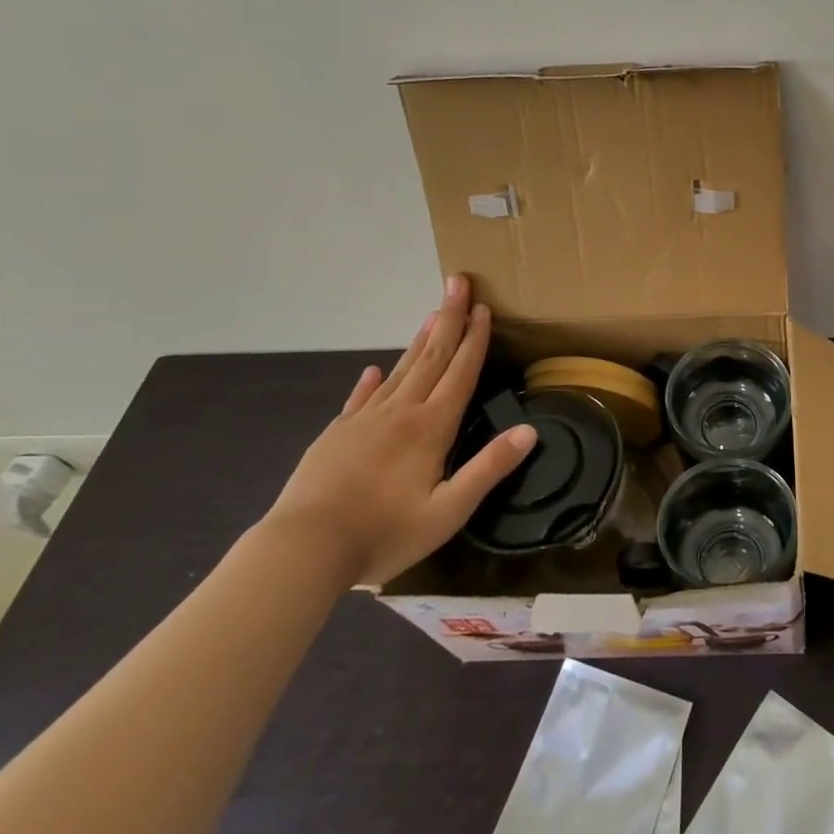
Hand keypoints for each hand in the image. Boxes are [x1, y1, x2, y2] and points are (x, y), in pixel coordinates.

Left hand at [263, 275, 536, 585]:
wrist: (303, 550)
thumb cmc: (383, 533)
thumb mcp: (449, 511)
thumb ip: (489, 468)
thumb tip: (530, 431)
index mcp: (431, 427)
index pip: (460, 373)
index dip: (474, 340)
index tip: (483, 307)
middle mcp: (400, 413)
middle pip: (431, 357)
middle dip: (449, 319)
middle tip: (458, 283)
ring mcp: (364, 421)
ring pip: (400, 370)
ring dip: (420, 340)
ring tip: (432, 314)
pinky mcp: (335, 435)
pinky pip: (360, 398)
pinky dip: (372, 380)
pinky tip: (374, 370)